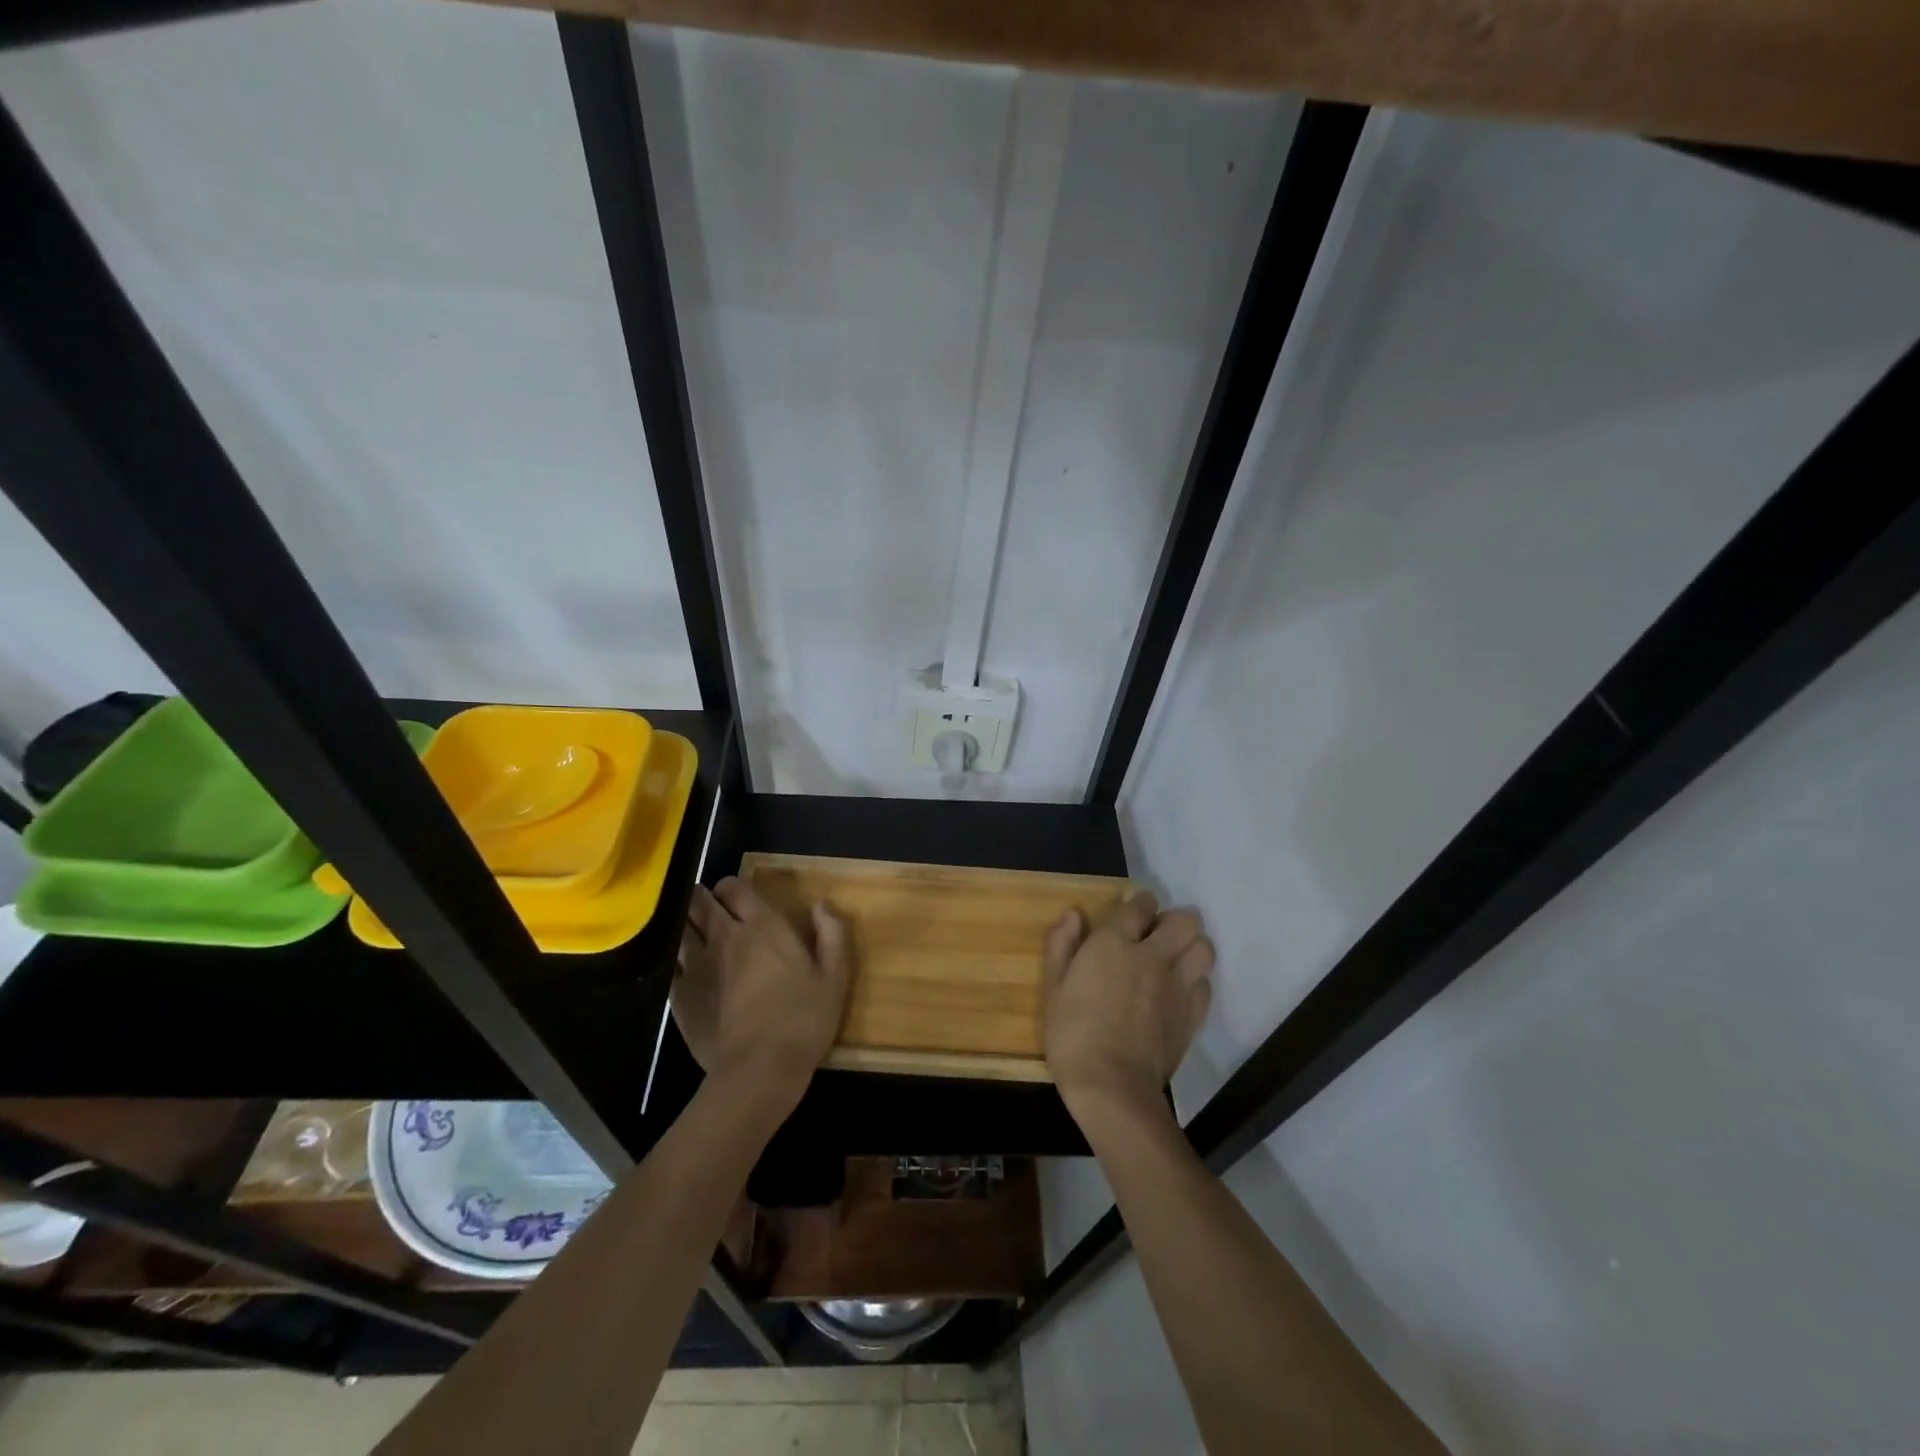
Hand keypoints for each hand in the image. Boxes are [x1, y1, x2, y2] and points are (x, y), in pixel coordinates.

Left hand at [674, 878, 851, 1118]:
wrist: (758, 1071)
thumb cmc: (803, 1020)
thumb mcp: (835, 977)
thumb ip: (833, 934)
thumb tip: (822, 905)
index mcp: (762, 926)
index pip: (733, 887)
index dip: (732, 888)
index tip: (739, 898)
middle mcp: (724, 937)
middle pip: (698, 901)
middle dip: (701, 899)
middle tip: (712, 909)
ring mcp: (696, 966)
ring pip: (679, 929)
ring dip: (686, 926)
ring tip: (694, 934)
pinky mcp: (679, 996)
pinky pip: (671, 966)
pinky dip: (676, 963)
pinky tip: (685, 973)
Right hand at [1043, 890, 1213, 1127]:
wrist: (1111, 1087)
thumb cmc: (1073, 1034)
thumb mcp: (1053, 988)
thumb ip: (1062, 945)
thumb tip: (1074, 913)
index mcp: (1115, 944)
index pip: (1140, 904)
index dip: (1140, 903)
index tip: (1133, 911)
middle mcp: (1152, 956)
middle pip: (1185, 920)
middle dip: (1174, 920)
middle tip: (1157, 935)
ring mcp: (1178, 986)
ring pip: (1204, 948)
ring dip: (1192, 947)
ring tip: (1175, 959)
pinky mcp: (1192, 1015)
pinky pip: (1206, 985)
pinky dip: (1197, 981)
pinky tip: (1180, 992)